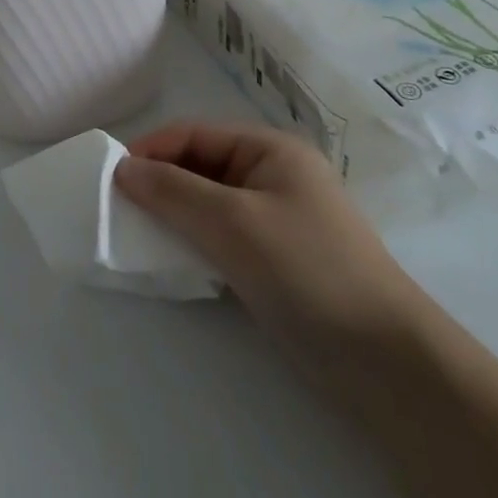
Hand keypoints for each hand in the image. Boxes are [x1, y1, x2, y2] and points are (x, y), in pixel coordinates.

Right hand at [114, 123, 422, 362]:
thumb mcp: (233, 223)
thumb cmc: (307, 270)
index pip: (194, 134)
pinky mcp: (279, 259)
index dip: (151, 150)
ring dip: (175, 215)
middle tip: (120, 211)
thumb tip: (122, 169)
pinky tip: (176, 261)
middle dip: (160, 183)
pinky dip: (196, 242)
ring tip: (140, 237)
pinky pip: (224, 235)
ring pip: (210, 203)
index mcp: (270, 149)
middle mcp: (274, 174)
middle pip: (201, 166)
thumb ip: (173, 191)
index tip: (111, 179)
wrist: (386, 362)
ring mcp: (278, 218)